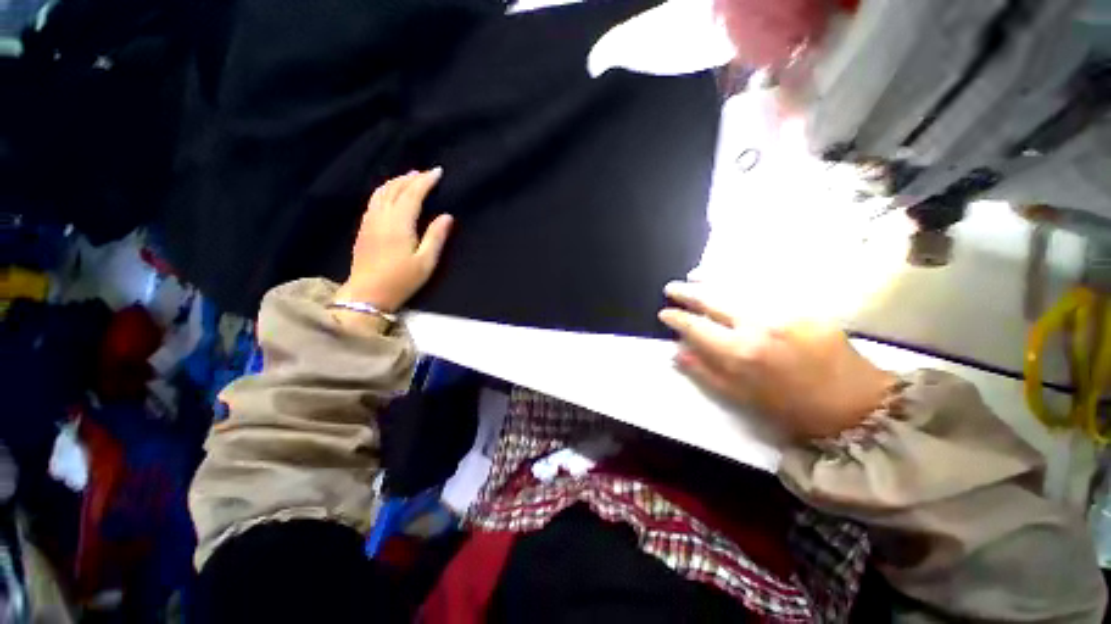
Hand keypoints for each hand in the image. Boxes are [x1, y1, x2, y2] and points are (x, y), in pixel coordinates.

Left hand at [336, 168, 453, 312]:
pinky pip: (374, 200)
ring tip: (410, 177)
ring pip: (382, 192)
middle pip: (396, 189)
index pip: (413, 194)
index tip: (438, 172)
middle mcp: (382, 217)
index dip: (425, 181)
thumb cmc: (401, 280)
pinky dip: (385, 190)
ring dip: (397, 181)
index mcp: (399, 223)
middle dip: (412, 178)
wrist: (368, 293)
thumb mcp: (426, 262)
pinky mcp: (364, 227)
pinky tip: (390, 192)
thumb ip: (436, 237)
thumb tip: (447, 216)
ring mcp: (370, 221)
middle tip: (426, 173)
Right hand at [659, 281, 895, 439]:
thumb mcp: (742, 398)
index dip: (677, 319)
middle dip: (687, 293)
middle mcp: (758, 324)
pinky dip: (741, 281)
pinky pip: (764, 287)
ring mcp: (783, 310)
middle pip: (713, 300)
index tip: (664, 314)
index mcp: (741, 353)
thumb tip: (677, 351)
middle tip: (671, 288)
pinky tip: (730, 279)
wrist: (857, 404)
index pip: (696, 327)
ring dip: (710, 281)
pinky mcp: (804, 305)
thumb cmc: (793, 409)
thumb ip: (706, 372)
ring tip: (694, 276)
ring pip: (737, 287)